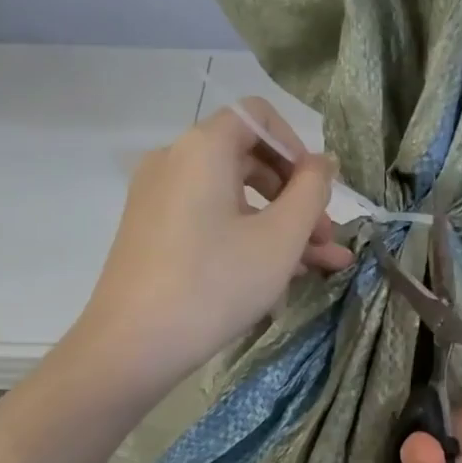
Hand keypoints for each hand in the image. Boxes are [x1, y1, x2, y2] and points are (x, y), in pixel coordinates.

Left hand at [78, 99, 354, 386]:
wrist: (134, 345)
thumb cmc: (216, 283)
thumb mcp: (280, 238)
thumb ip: (312, 191)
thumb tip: (323, 163)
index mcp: (202, 149)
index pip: (258, 117)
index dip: (297, 147)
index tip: (319, 191)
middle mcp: (174, 162)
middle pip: (249, 161)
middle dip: (296, 199)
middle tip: (327, 239)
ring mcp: (159, 200)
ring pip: (234, 200)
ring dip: (280, 227)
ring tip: (322, 266)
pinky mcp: (154, 234)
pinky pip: (211, 222)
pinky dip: (246, 239)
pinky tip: (281, 277)